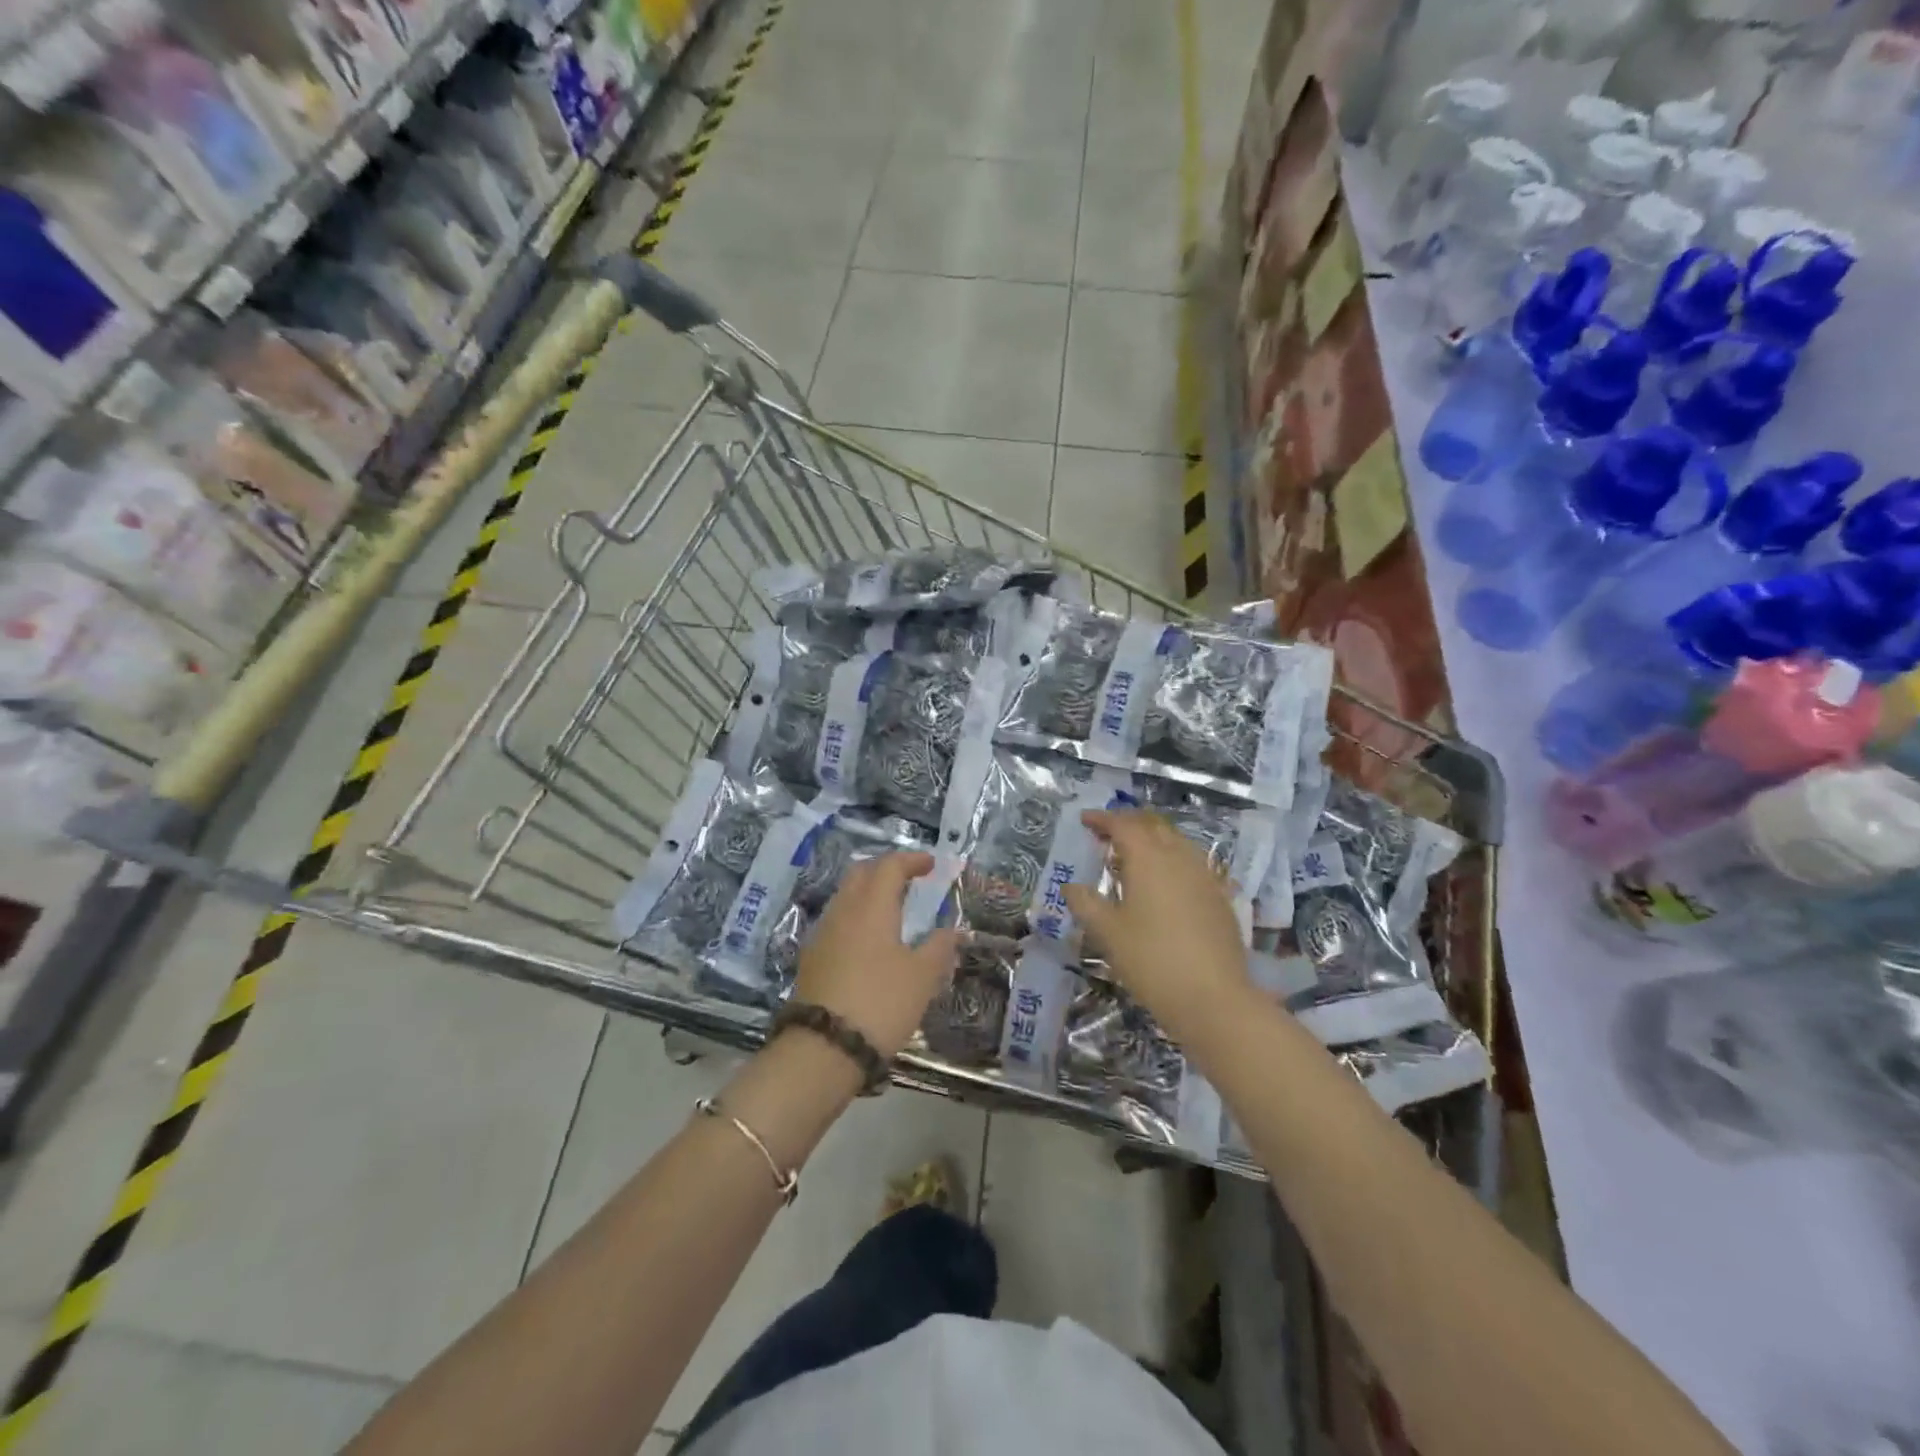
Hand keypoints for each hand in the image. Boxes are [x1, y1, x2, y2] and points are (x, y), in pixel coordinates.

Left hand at [793, 852, 959, 1059]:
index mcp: (871, 906)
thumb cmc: (880, 1003)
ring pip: (845, 897)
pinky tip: (869, 940)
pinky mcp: (811, 958)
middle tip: (908, 878)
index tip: (930, 864)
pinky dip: (856, 917)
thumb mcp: (922, 977)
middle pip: (861, 874)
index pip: (889, 866)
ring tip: (892, 908)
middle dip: (885, 869)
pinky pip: (837, 922)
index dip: (911, 860)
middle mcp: (843, 911)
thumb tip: (952, 930)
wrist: (823, 1048)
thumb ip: (939, 948)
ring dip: (868, 893)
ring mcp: (822, 934)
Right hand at [1061, 809, 1254, 1045]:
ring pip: (1176, 842)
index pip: (1123, 824)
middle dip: (1129, 823)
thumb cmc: (1151, 960)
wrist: (1214, 998)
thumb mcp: (1108, 933)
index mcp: (1148, 858)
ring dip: (1152, 839)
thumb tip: (1071, 887)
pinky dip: (1172, 860)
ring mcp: (1204, 875)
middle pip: (1153, 825)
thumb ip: (1086, 904)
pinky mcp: (1219, 896)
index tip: (1085, 820)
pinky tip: (1164, 882)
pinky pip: (1191, 863)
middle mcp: (1179, 856)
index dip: (1102, 818)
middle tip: (1107, 834)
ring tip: (1132, 857)